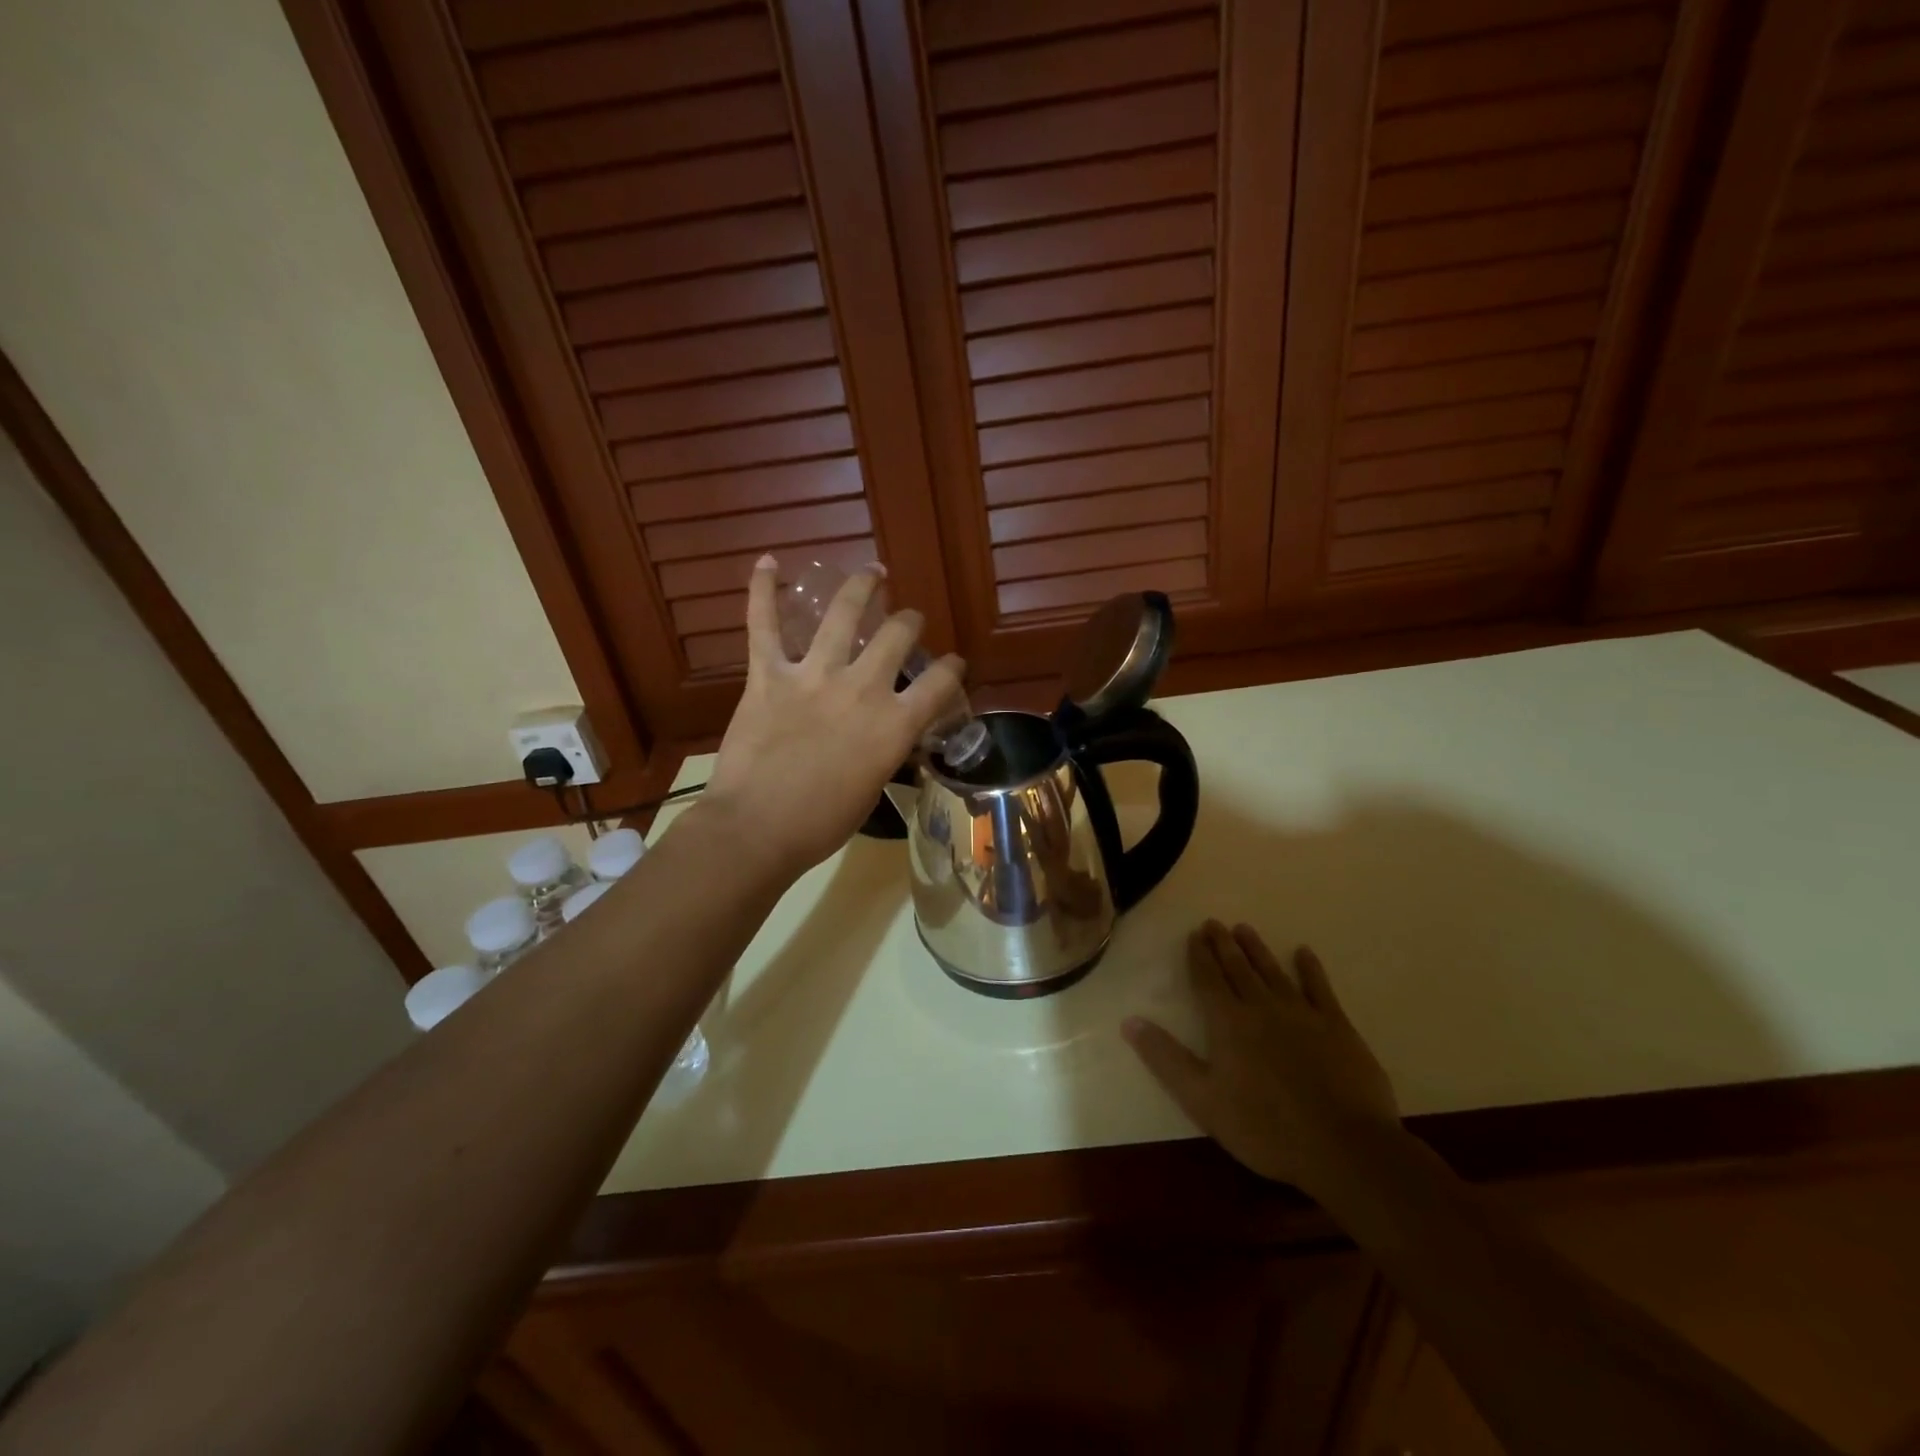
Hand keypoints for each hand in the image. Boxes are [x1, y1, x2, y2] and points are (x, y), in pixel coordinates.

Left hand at [701, 556, 965, 876]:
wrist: (757, 829)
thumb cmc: (820, 824)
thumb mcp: (872, 789)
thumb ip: (885, 752)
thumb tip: (884, 738)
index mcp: (894, 725)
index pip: (940, 683)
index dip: (953, 668)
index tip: (953, 664)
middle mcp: (862, 689)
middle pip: (898, 636)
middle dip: (910, 623)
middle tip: (908, 621)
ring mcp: (813, 676)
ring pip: (843, 615)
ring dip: (861, 587)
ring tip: (872, 571)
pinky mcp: (768, 676)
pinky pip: (763, 625)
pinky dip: (763, 591)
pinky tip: (768, 562)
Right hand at [1123, 922, 1399, 1196]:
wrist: (1345, 1148)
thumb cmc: (1265, 1128)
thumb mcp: (1203, 1100)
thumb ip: (1166, 1059)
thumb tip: (1130, 1021)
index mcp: (1228, 1023)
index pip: (1208, 980)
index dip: (1199, 956)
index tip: (1194, 935)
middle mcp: (1262, 1007)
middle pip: (1238, 968)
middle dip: (1223, 945)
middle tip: (1214, 923)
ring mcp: (1302, 1014)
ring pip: (1273, 971)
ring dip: (1257, 949)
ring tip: (1244, 929)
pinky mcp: (1337, 1027)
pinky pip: (1320, 988)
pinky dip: (1310, 968)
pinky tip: (1304, 953)